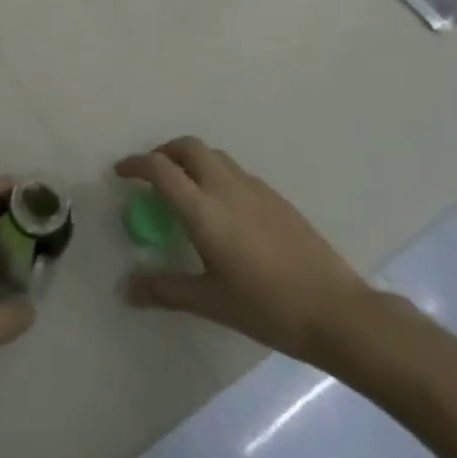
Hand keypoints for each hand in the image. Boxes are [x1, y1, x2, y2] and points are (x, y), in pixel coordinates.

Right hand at [115, 138, 373, 365]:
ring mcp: (255, 188)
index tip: (121, 172)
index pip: (160, 169)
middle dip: (164, 152)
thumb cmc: (266, 307)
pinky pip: (236, 172)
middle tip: (152, 174)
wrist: (335, 310)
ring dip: (191, 160)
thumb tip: (127, 290)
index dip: (135, 164)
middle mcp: (226, 187)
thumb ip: (166, 290)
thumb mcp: (211, 302)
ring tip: (185, 189)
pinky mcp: (276, 198)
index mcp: (203, 209)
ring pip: (214, 156)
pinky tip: (223, 210)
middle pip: (188, 147)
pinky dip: (217, 175)